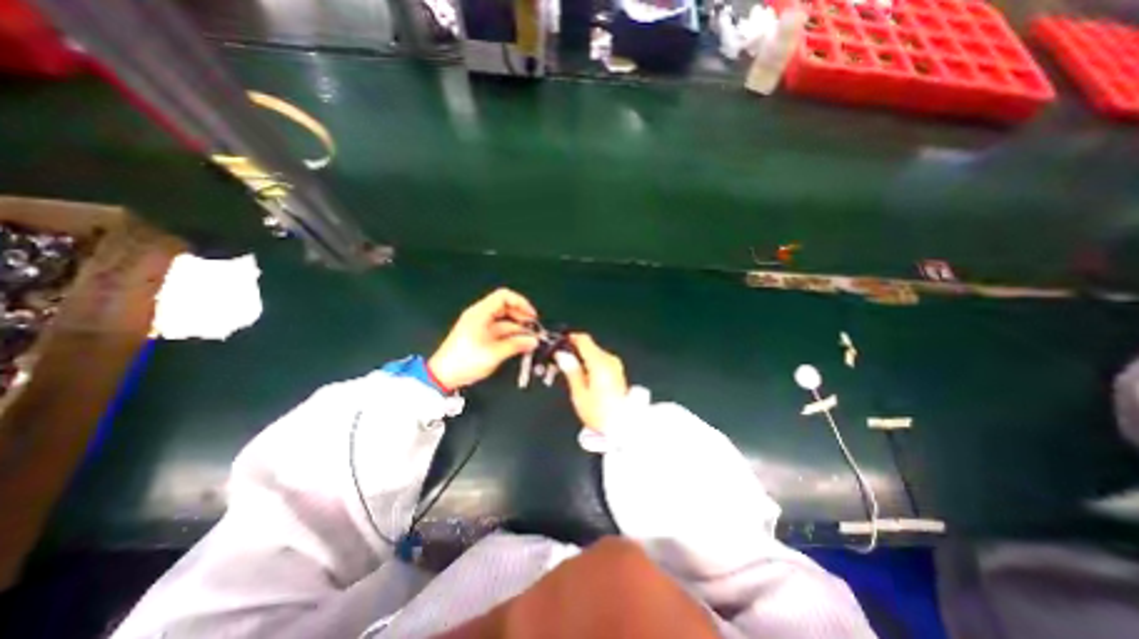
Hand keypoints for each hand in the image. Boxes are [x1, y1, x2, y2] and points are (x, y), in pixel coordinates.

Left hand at [430, 288, 540, 387]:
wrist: (443, 376)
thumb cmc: (465, 361)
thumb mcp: (494, 353)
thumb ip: (516, 345)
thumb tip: (533, 341)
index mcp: (480, 313)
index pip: (503, 296)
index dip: (520, 302)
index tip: (531, 315)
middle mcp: (480, 315)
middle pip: (505, 306)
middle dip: (521, 315)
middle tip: (533, 328)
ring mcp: (479, 324)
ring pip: (503, 319)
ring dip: (517, 326)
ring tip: (529, 338)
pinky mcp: (480, 334)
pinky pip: (499, 329)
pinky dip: (510, 334)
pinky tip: (520, 342)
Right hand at [553, 332, 627, 431]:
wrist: (624, 427)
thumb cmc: (599, 413)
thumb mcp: (579, 393)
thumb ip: (571, 370)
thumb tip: (562, 354)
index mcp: (599, 362)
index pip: (584, 340)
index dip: (570, 338)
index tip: (558, 344)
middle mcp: (610, 359)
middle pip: (589, 346)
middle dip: (574, 351)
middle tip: (559, 362)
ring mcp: (616, 365)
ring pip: (595, 353)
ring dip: (582, 358)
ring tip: (569, 371)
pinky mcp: (618, 372)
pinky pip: (601, 361)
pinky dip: (590, 364)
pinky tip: (583, 376)